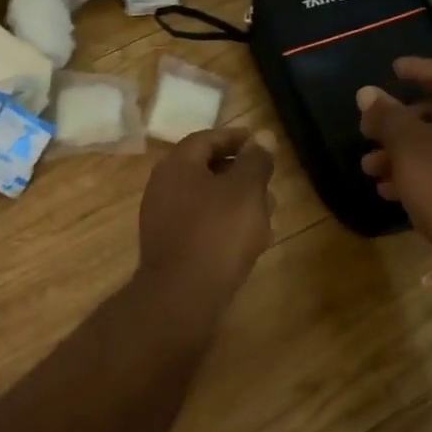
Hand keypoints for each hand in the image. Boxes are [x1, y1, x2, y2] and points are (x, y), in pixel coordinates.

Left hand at [138, 127, 276, 299]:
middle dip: (240, 172)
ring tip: (268, 211)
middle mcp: (163, 186)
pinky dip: (225, 223)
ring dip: (236, 200)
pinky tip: (251, 239)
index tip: (261, 143)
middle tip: (268, 179)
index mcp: (177, 165)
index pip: (207, 139)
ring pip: (206, 199)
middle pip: (206, 169)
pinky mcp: (169, 247)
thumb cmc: (217, 233)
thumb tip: (263, 135)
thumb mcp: (246, 190)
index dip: (236, 138)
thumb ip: (256, 161)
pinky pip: (200, 224)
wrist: (182, 297)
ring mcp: (162, 218)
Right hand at [359, 57, 431, 249]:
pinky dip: (415, 173)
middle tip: (368, 129)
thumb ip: (385, 115)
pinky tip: (388, 190)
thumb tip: (367, 92)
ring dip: (399, 152)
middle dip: (397, 121)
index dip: (417, 68)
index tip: (392, 70)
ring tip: (370, 167)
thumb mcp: (406, 144)